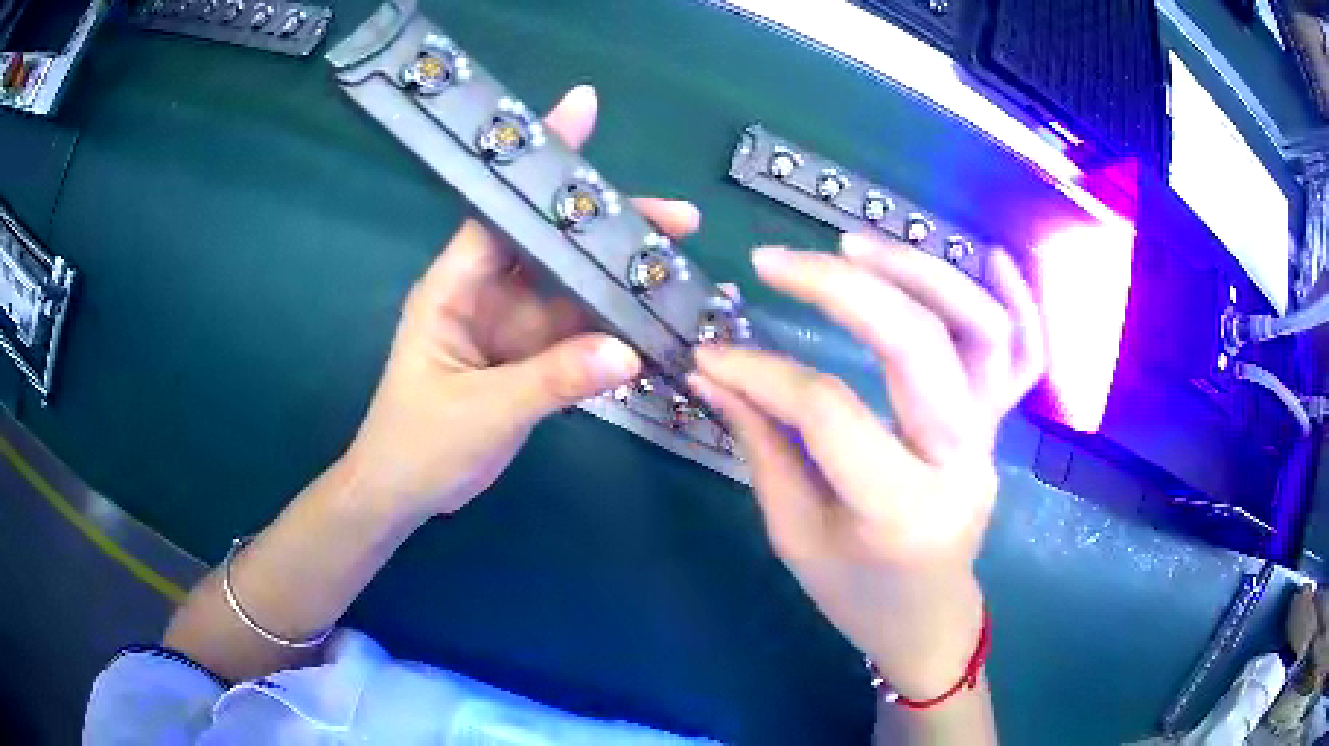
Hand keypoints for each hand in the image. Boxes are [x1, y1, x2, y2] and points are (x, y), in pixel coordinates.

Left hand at [336, 85, 701, 518]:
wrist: (404, 494)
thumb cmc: (417, 446)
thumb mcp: (479, 412)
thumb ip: (550, 382)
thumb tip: (628, 351)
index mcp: (454, 286)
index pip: (501, 211)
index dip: (543, 164)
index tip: (585, 111)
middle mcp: (486, 294)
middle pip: (554, 246)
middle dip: (612, 228)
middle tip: (680, 220)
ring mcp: (512, 327)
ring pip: (575, 290)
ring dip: (623, 282)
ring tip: (683, 272)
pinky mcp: (530, 359)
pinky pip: (580, 335)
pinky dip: (617, 331)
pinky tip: (657, 327)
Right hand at [688, 234, 1044, 699]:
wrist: (928, 621)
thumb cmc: (856, 595)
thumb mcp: (793, 533)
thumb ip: (760, 443)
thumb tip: (712, 370)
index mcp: (898, 509)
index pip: (826, 410)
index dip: (759, 372)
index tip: (708, 355)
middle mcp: (958, 462)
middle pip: (916, 346)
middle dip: (840, 288)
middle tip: (774, 261)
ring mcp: (991, 438)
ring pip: (981, 331)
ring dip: (922, 272)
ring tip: (855, 245)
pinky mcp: (1000, 428)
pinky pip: (1027, 358)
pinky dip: (1021, 302)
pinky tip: (991, 254)